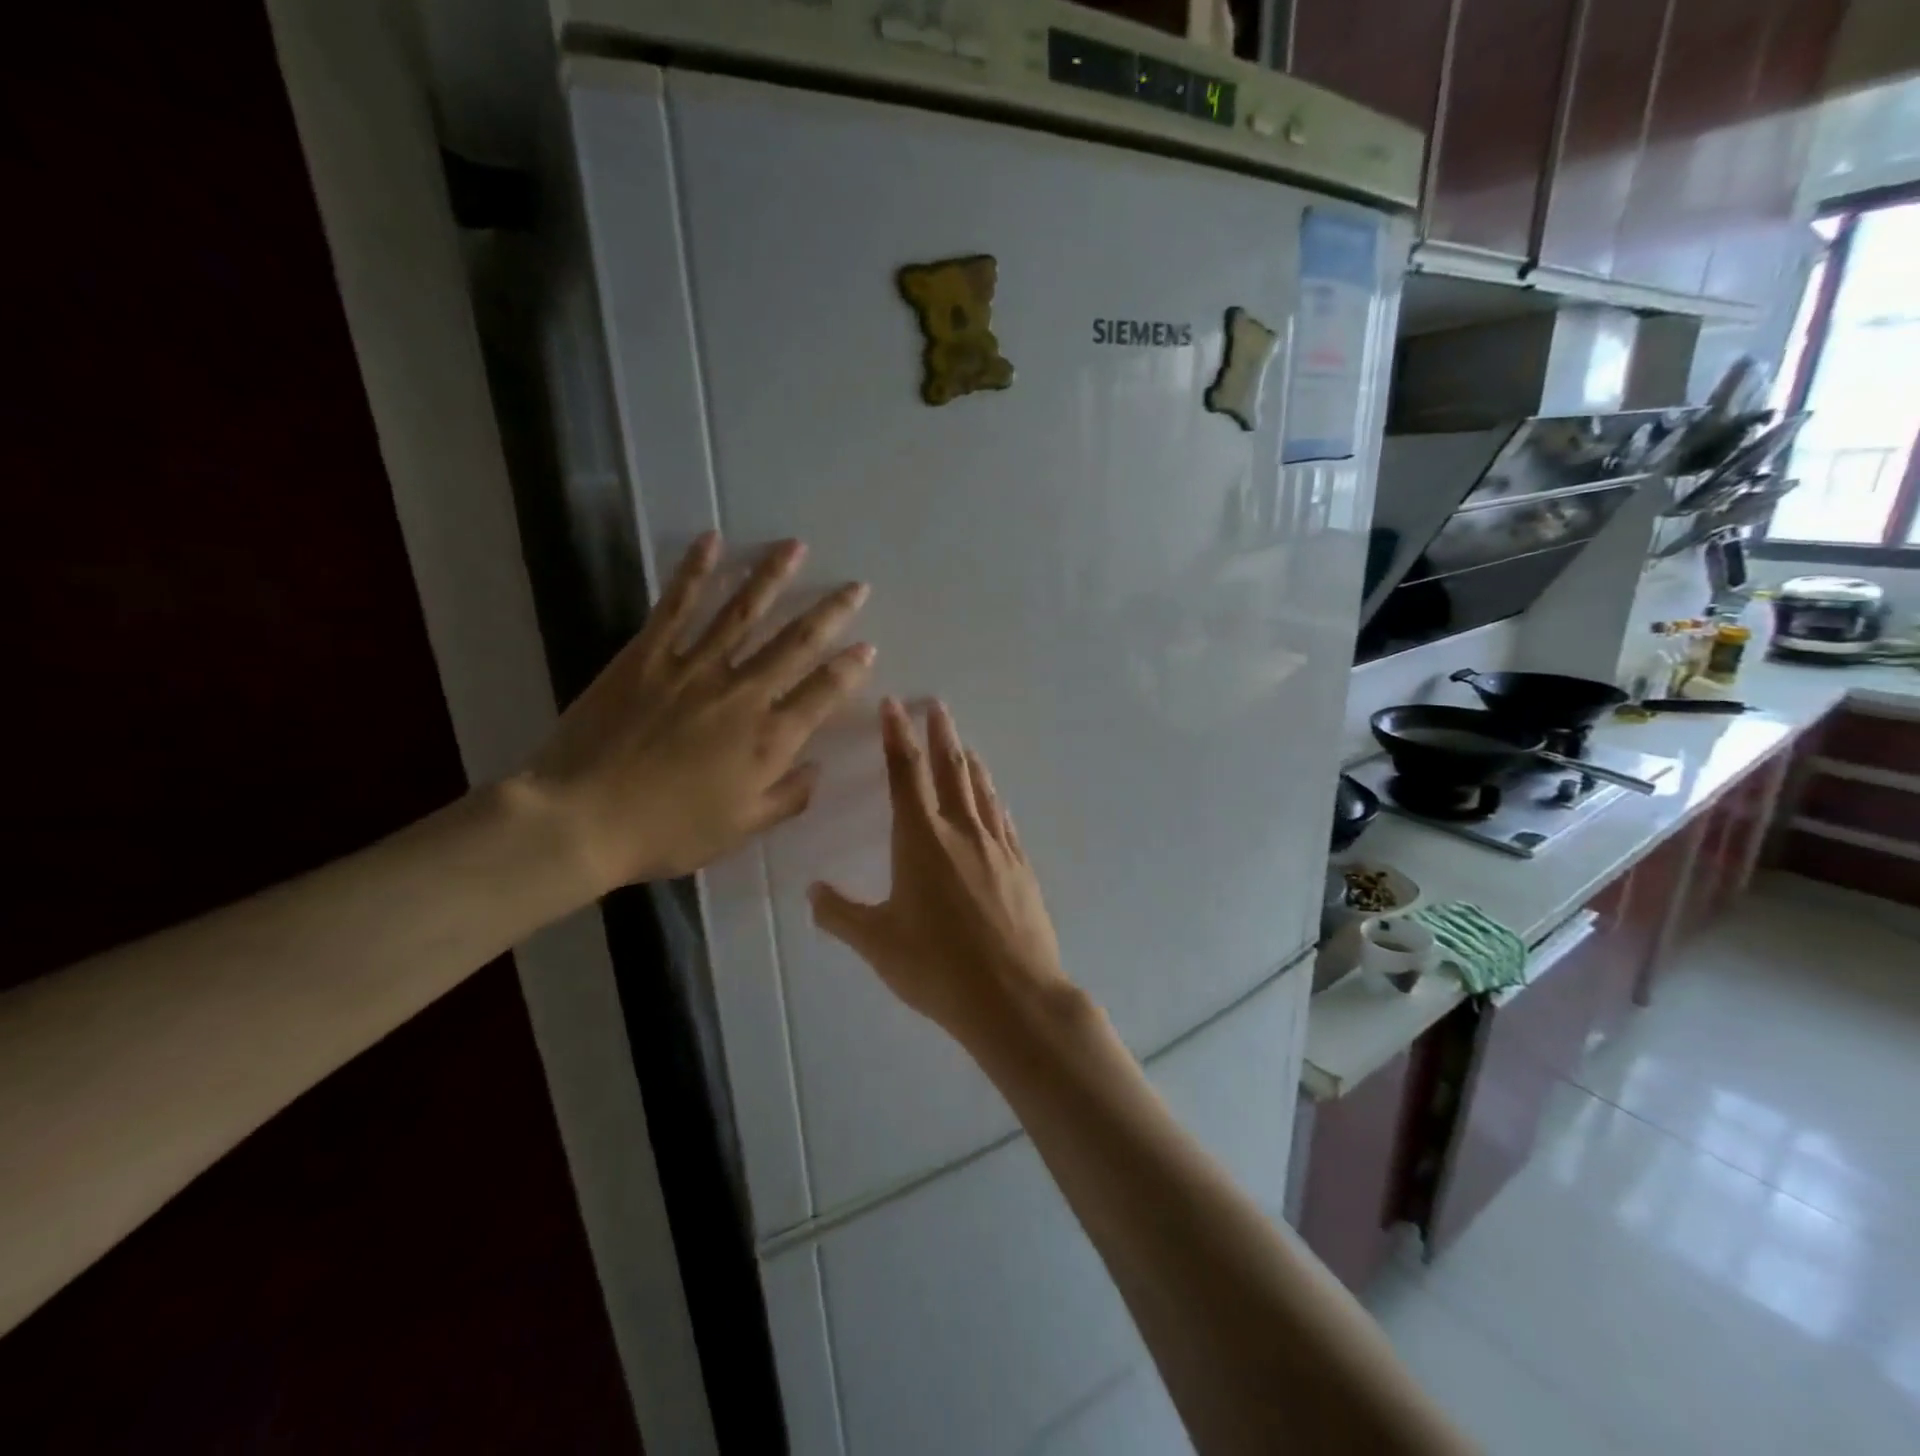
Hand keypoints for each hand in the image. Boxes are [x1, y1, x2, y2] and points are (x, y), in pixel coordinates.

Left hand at [518, 533, 873, 891]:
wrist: (581, 820)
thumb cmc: (667, 832)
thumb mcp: (741, 829)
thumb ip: (788, 797)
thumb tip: (818, 767)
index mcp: (768, 740)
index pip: (823, 693)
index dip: (850, 668)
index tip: (866, 647)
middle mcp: (742, 694)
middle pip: (795, 643)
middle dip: (831, 612)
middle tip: (856, 587)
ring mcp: (694, 668)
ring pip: (743, 612)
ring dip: (773, 576)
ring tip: (795, 546)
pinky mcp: (648, 655)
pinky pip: (677, 605)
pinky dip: (695, 570)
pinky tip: (712, 540)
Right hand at [809, 700, 1071, 1043]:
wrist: (1013, 996)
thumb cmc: (937, 967)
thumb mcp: (877, 943)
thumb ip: (840, 915)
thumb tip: (813, 892)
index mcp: (922, 840)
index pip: (905, 773)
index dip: (896, 735)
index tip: (894, 704)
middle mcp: (961, 831)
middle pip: (950, 769)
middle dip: (940, 733)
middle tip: (936, 705)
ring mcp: (997, 847)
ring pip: (981, 790)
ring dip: (969, 761)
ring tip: (963, 743)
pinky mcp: (1020, 867)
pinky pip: (1003, 820)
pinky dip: (994, 799)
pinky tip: (994, 798)